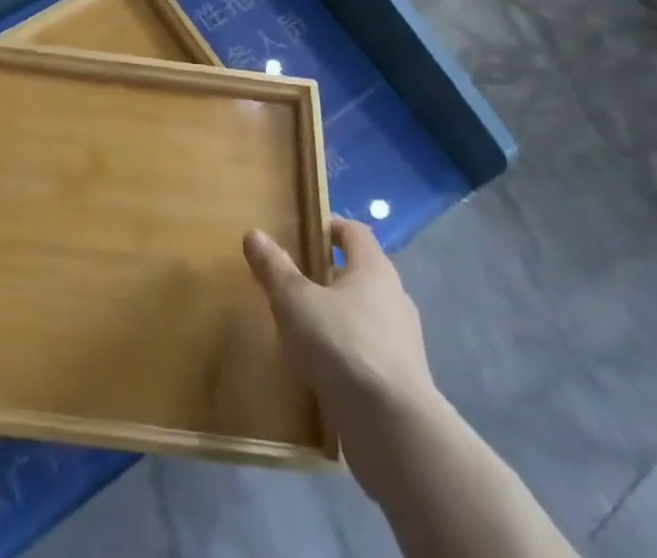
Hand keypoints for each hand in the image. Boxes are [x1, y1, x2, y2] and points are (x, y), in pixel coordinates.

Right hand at [244, 218, 439, 497]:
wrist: (394, 430)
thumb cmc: (342, 345)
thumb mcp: (295, 301)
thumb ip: (274, 268)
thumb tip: (254, 234)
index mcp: (374, 269)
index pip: (354, 231)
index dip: (329, 227)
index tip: (302, 231)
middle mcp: (394, 299)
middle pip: (360, 274)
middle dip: (328, 276)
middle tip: (293, 282)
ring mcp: (403, 344)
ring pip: (364, 317)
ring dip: (337, 319)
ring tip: (302, 330)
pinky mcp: (402, 384)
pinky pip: (368, 356)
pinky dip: (346, 356)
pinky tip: (321, 372)